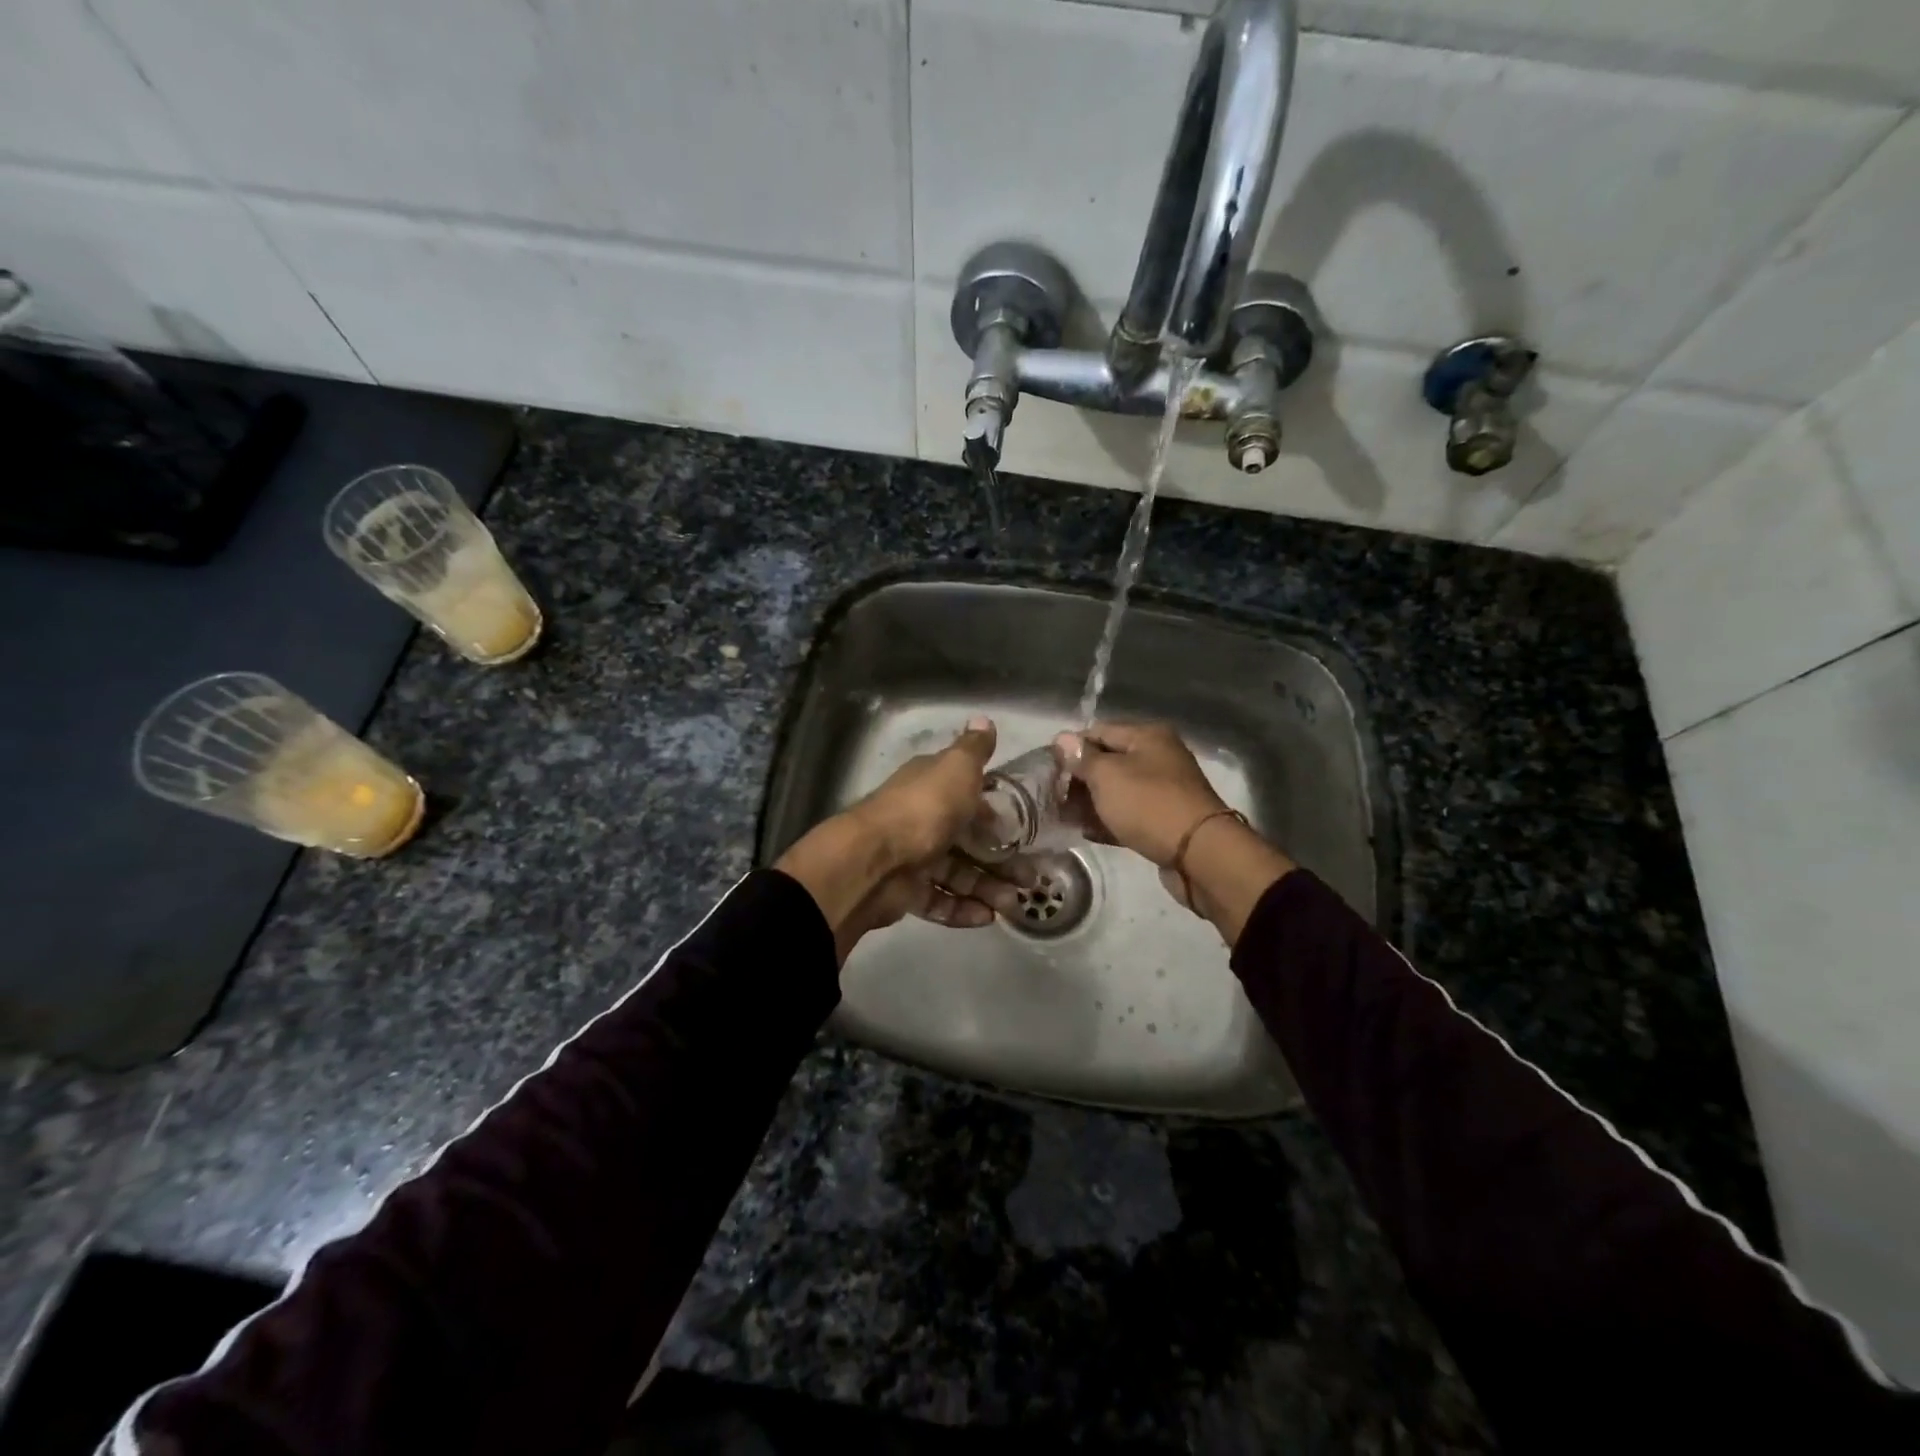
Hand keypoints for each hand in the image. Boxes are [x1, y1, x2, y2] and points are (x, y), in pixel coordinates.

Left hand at [775, 717, 1027, 961]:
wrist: (873, 861)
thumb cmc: (924, 809)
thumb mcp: (956, 768)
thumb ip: (974, 749)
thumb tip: (985, 719)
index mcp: (932, 787)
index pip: (971, 797)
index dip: (999, 813)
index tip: (1029, 830)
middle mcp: (922, 819)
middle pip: (968, 841)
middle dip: (1002, 859)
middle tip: (1031, 879)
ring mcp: (912, 857)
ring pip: (957, 874)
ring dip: (987, 887)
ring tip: (1014, 904)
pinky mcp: (905, 892)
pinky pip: (939, 901)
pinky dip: (962, 909)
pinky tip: (987, 917)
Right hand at [1056, 721, 1293, 941]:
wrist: (1199, 854)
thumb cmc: (1148, 804)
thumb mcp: (1107, 776)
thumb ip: (1082, 757)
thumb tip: (1062, 738)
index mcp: (1147, 736)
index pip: (1098, 731)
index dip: (1071, 749)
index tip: (1047, 770)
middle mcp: (1158, 757)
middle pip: (1108, 761)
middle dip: (1079, 778)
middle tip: (1053, 797)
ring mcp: (1163, 790)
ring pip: (1117, 790)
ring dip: (1091, 802)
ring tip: (1063, 817)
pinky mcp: (1164, 820)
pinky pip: (1129, 814)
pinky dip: (1108, 820)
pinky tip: (1086, 832)